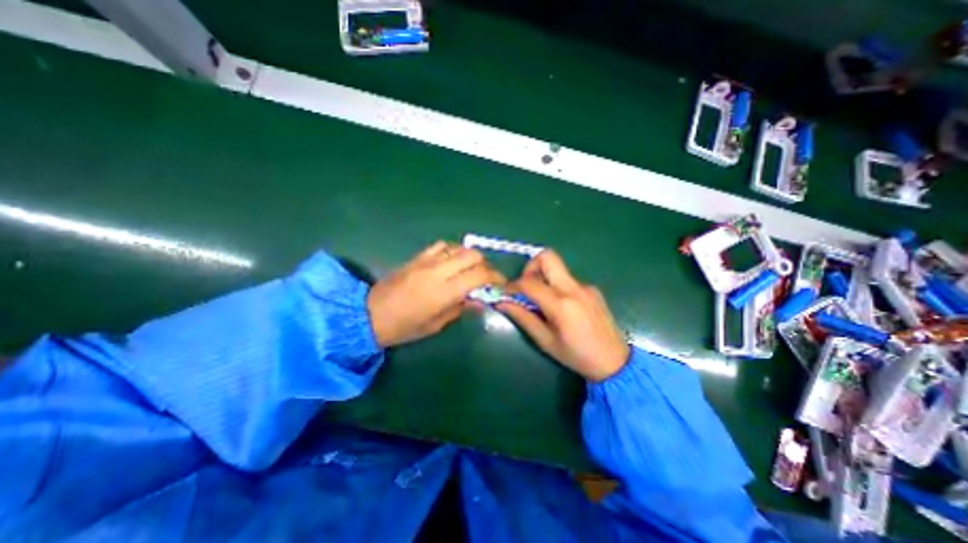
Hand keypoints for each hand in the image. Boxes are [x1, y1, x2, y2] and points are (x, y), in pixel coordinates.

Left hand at [368, 239, 507, 348]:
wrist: (369, 314)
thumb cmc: (404, 327)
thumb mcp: (435, 325)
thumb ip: (459, 309)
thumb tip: (479, 301)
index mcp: (443, 292)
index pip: (478, 276)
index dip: (494, 277)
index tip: (500, 284)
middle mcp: (437, 271)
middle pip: (472, 255)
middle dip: (485, 265)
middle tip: (486, 277)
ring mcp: (426, 261)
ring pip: (458, 248)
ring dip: (470, 256)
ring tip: (471, 269)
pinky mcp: (417, 257)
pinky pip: (441, 246)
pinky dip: (453, 251)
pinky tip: (452, 261)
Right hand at [495, 250, 632, 381]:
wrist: (615, 361)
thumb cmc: (576, 355)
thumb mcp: (545, 341)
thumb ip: (523, 317)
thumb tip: (502, 302)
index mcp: (561, 304)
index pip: (530, 282)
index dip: (513, 285)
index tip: (506, 293)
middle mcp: (574, 288)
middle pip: (548, 257)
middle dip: (530, 266)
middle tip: (526, 286)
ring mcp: (585, 286)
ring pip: (558, 269)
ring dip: (544, 278)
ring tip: (542, 301)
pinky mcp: (592, 289)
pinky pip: (568, 280)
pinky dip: (557, 287)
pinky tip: (562, 307)